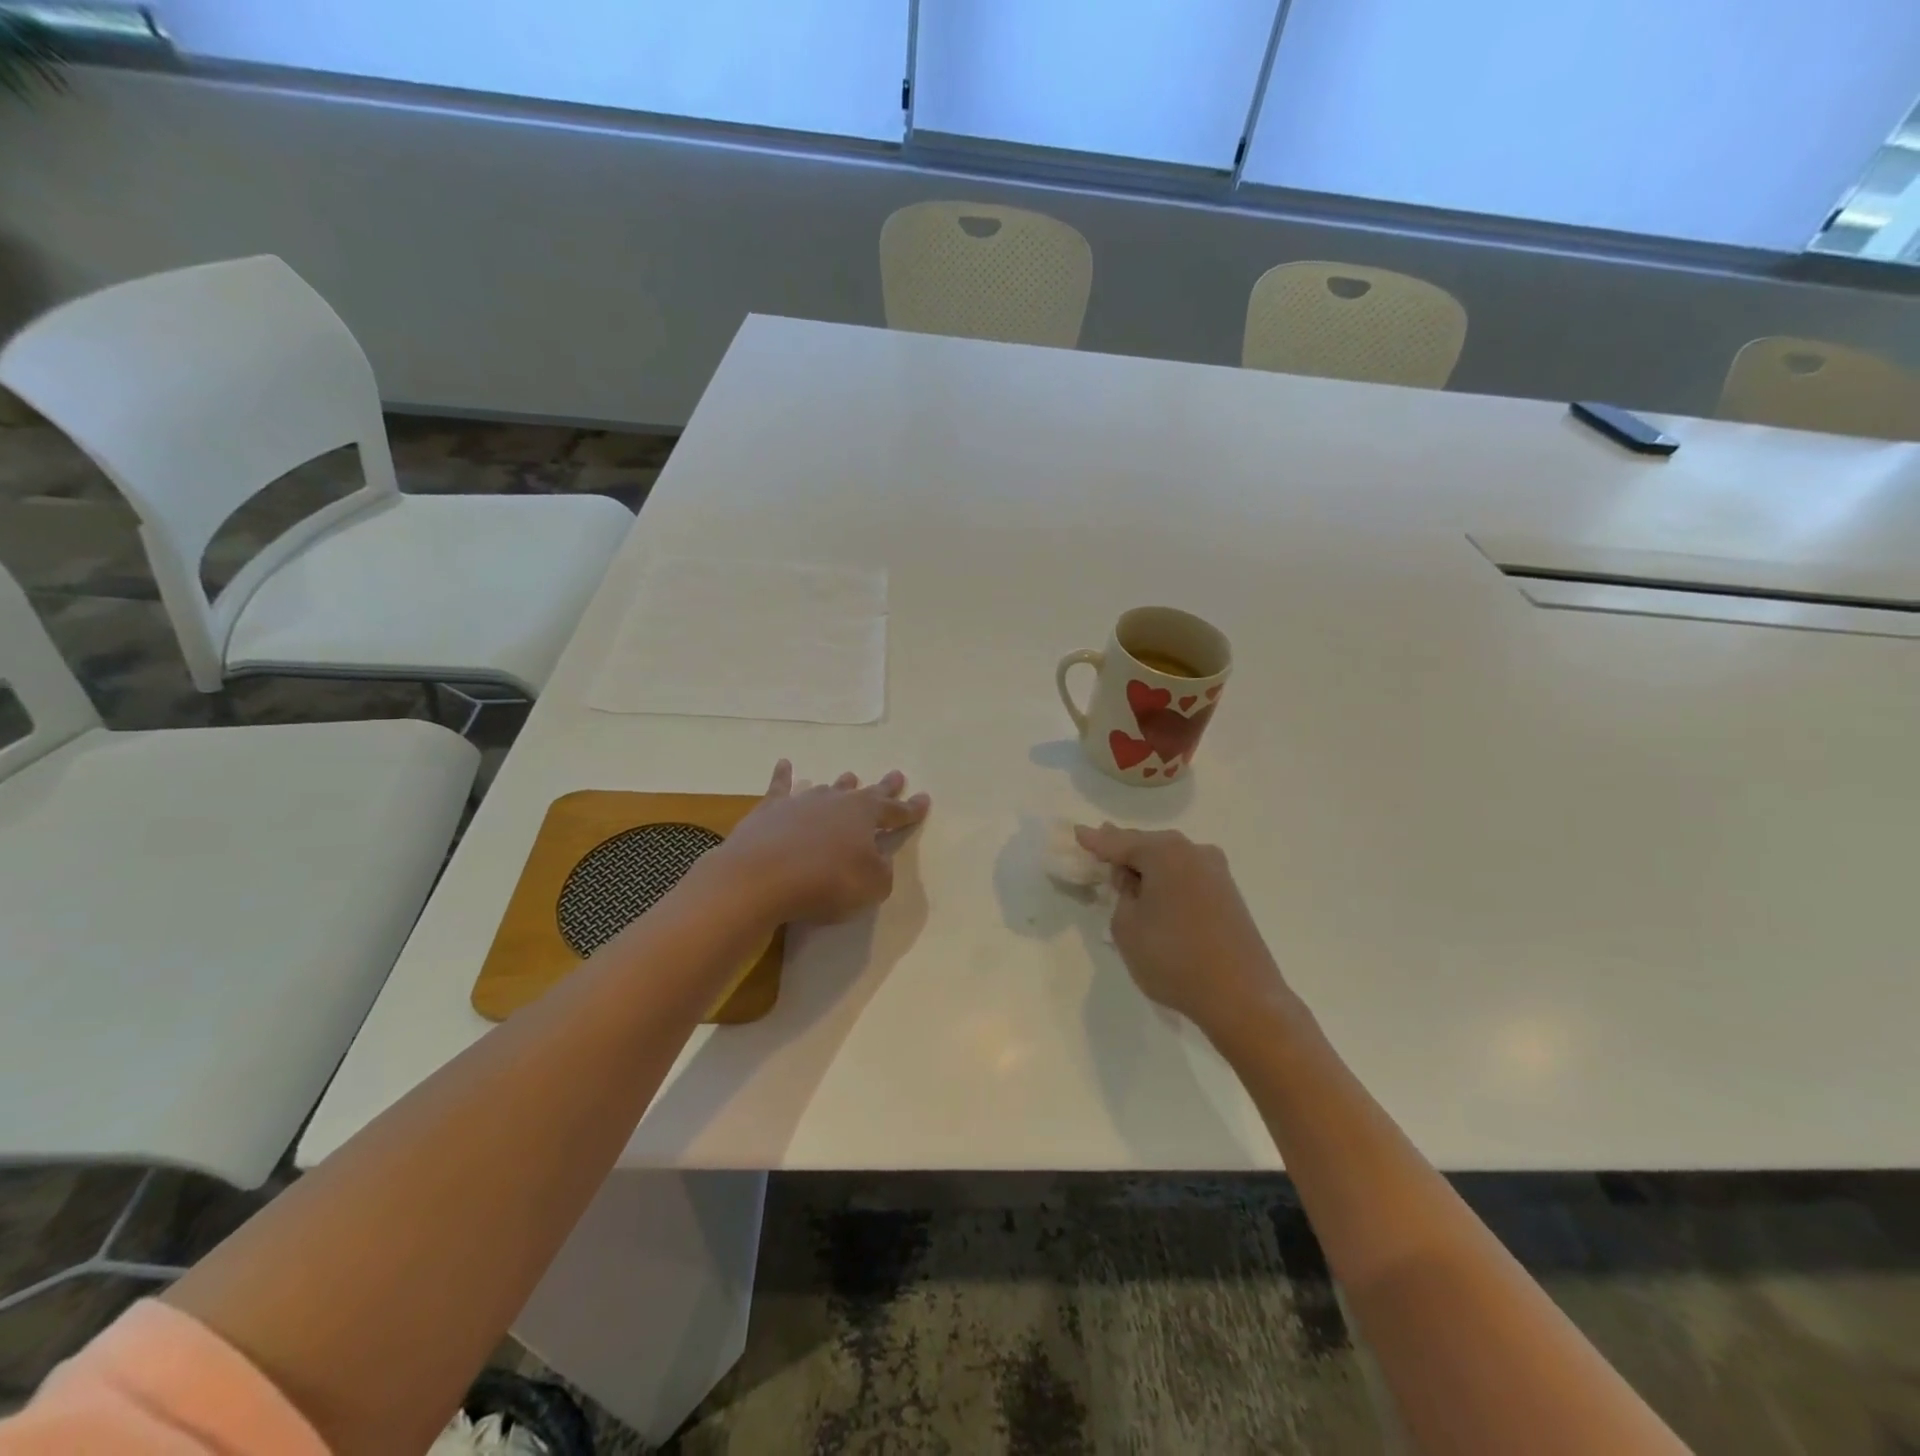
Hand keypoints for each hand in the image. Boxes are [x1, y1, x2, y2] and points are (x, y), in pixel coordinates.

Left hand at [713, 760, 930, 925]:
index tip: (924, 799)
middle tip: (896, 775)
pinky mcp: (769, 811)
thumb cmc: (826, 882)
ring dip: (841, 784)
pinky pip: (780, 787)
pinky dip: (783, 775)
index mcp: (865, 816)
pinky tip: (784, 764)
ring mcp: (801, 803)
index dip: (911, 809)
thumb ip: (881, 871)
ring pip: (827, 789)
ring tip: (850, 776)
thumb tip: (878, 860)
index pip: (896, 811)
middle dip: (883, 787)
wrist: (761, 877)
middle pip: (865, 792)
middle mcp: (836, 802)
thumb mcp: (872, 886)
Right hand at [1075, 825, 1293, 1039]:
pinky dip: (1167, 881)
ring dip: (1147, 867)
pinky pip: (1186, 876)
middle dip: (1123, 849)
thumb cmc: (1173, 957)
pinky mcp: (1229, 895)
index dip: (1095, 841)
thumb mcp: (1126, 926)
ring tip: (1125, 874)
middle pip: (1147, 845)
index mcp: (1164, 852)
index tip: (1077, 832)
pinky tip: (1156, 893)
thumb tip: (1136, 882)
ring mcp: (1216, 872)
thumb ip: (1122, 895)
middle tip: (1099, 849)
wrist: (1241, 997)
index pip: (1118, 842)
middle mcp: (1193, 852)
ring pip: (1170, 860)